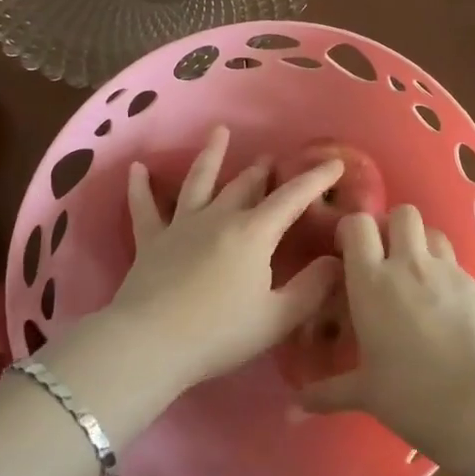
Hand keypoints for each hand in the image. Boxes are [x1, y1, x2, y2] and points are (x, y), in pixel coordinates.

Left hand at [106, 126, 344, 391]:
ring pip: (199, 181)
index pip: (292, 197)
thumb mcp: (277, 318)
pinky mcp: (151, 241)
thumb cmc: (219, 334)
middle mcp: (219, 217)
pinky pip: (144, 207)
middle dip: (263, 170)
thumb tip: (337, 261)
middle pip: (245, 185)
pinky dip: (140, 187)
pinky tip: (137, 168)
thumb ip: (312, 289)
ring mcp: (181, 225)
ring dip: (211, 155)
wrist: (149, 344)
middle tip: (272, 158)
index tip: (334, 163)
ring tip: (220, 132)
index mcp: (253, 233)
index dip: (316, 179)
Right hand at [298, 204, 474, 448]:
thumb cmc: (411, 395)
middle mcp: (410, 265)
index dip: (352, 230)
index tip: (348, 250)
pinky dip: (449, 278)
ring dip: (423, 245)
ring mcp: (449, 271)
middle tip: (387, 257)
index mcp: (372, 282)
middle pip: (403, 214)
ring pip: (434, 233)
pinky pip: (459, 267)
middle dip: (393, 227)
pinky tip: (450, 309)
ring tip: (418, 276)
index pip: (358, 225)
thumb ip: (327, 392)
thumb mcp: (365, 393)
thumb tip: (294, 406)